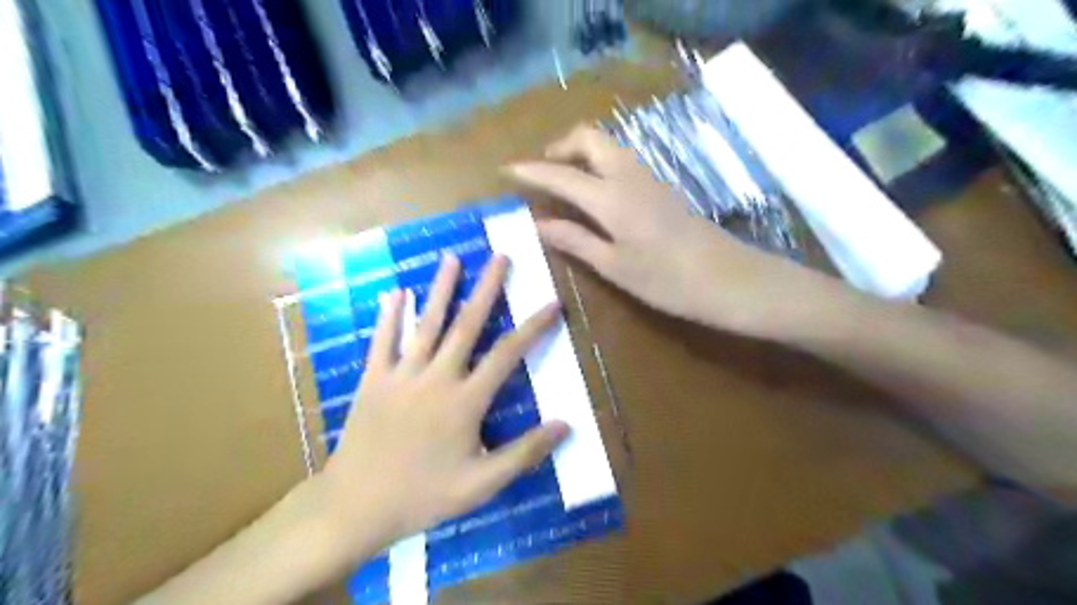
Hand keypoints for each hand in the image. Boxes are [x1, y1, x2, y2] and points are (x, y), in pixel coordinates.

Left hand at [314, 256, 571, 562]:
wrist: (355, 506)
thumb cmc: (422, 496)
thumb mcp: (481, 485)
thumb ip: (524, 453)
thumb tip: (565, 425)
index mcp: (464, 400)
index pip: (507, 354)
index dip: (533, 327)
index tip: (552, 302)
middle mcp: (436, 377)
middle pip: (466, 325)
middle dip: (486, 288)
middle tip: (500, 257)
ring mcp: (401, 375)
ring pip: (426, 323)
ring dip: (441, 289)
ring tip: (452, 258)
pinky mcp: (372, 380)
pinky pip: (383, 340)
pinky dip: (390, 315)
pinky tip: (395, 292)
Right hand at [510, 124, 835, 339]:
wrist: (728, 279)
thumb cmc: (666, 280)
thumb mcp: (614, 265)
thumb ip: (574, 239)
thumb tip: (537, 223)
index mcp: (610, 197)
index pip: (560, 174)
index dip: (531, 171)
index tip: (506, 170)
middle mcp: (628, 176)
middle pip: (589, 138)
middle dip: (560, 147)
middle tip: (542, 173)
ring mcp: (648, 178)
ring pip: (607, 146)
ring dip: (580, 153)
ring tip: (563, 183)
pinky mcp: (661, 187)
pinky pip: (621, 161)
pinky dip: (598, 165)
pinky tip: (594, 194)